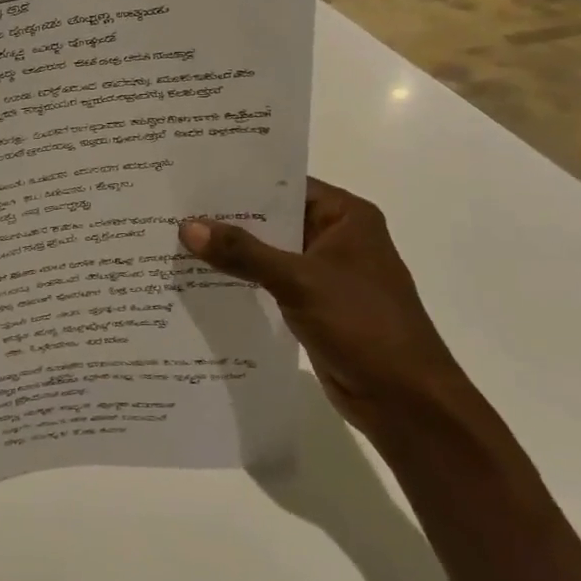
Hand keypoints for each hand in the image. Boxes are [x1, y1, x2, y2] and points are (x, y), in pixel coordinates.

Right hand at [179, 179, 478, 438]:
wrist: (407, 403)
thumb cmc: (364, 326)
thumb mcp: (299, 281)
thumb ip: (243, 253)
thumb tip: (187, 226)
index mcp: (345, 216)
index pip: (284, 184)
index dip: (240, 180)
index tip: (192, 176)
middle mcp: (335, 237)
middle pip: (273, 218)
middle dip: (228, 217)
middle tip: (173, 206)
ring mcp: (324, 273)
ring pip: (268, 252)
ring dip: (232, 251)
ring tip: (175, 238)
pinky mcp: (313, 305)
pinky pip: (269, 282)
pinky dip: (242, 280)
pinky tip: (200, 278)